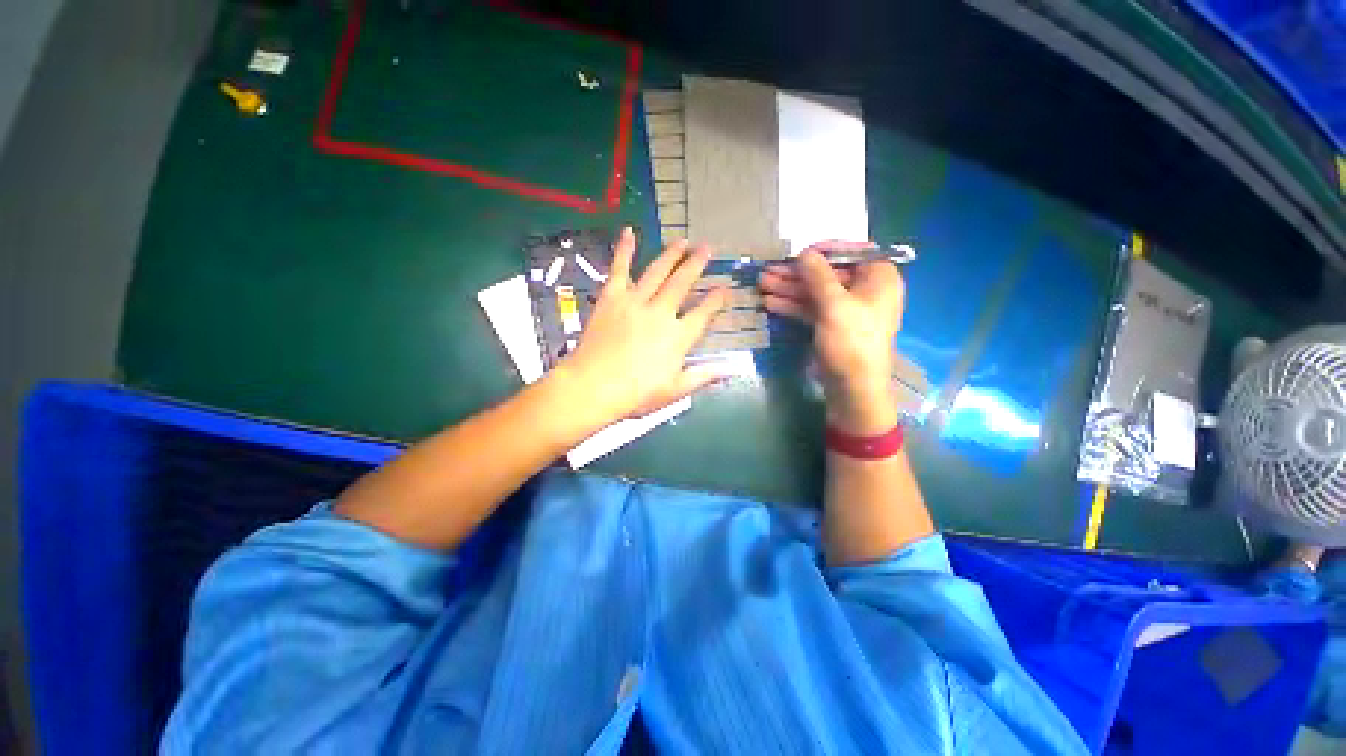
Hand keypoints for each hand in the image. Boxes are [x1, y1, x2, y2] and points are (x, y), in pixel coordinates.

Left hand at [559, 228, 727, 422]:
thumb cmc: (636, 394)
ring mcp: (635, 302)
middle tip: (707, 248)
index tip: (725, 290)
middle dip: (697, 265)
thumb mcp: (675, 391)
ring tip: (682, 242)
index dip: (717, 300)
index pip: (704, 313)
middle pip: (683, 283)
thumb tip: (733, 370)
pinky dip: (623, 250)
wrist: (593, 387)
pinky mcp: (612, 298)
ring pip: (657, 272)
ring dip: (671, 255)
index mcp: (678, 336)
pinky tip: (628, 232)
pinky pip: (619, 269)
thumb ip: (704, 376)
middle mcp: (661, 313)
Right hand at [758, 242, 905, 432]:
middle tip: (767, 271)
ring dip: (788, 289)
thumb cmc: (852, 343)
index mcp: (879, 278)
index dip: (822, 251)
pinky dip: (792, 306)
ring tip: (761, 284)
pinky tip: (770, 303)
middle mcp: (865, 290)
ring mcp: (847, 310)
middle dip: (795, 274)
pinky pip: (812, 309)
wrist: (853, 388)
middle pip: (827, 274)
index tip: (796, 253)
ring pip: (815, 293)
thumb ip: (817, 276)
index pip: (851, 252)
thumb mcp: (834, 306)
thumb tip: (803, 253)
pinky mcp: (832, 326)